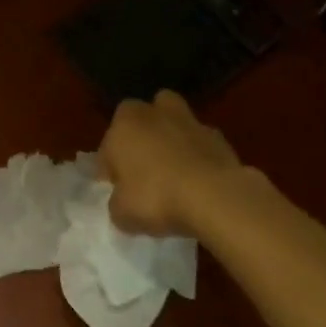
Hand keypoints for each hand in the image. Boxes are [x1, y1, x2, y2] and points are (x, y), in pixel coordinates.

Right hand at [98, 90, 242, 235]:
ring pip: (173, 121)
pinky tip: (200, 180)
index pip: (108, 147)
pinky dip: (198, 155)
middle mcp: (152, 113)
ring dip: (171, 137)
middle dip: (140, 138)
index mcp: (123, 124)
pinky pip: (200, 143)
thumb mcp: (123, 213)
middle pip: (141, 119)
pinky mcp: (217, 136)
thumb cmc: (157, 198)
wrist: (215, 197)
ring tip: (174, 168)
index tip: (118, 191)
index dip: (111, 169)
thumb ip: (117, 203)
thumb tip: (122, 202)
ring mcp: (188, 120)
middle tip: (143, 170)